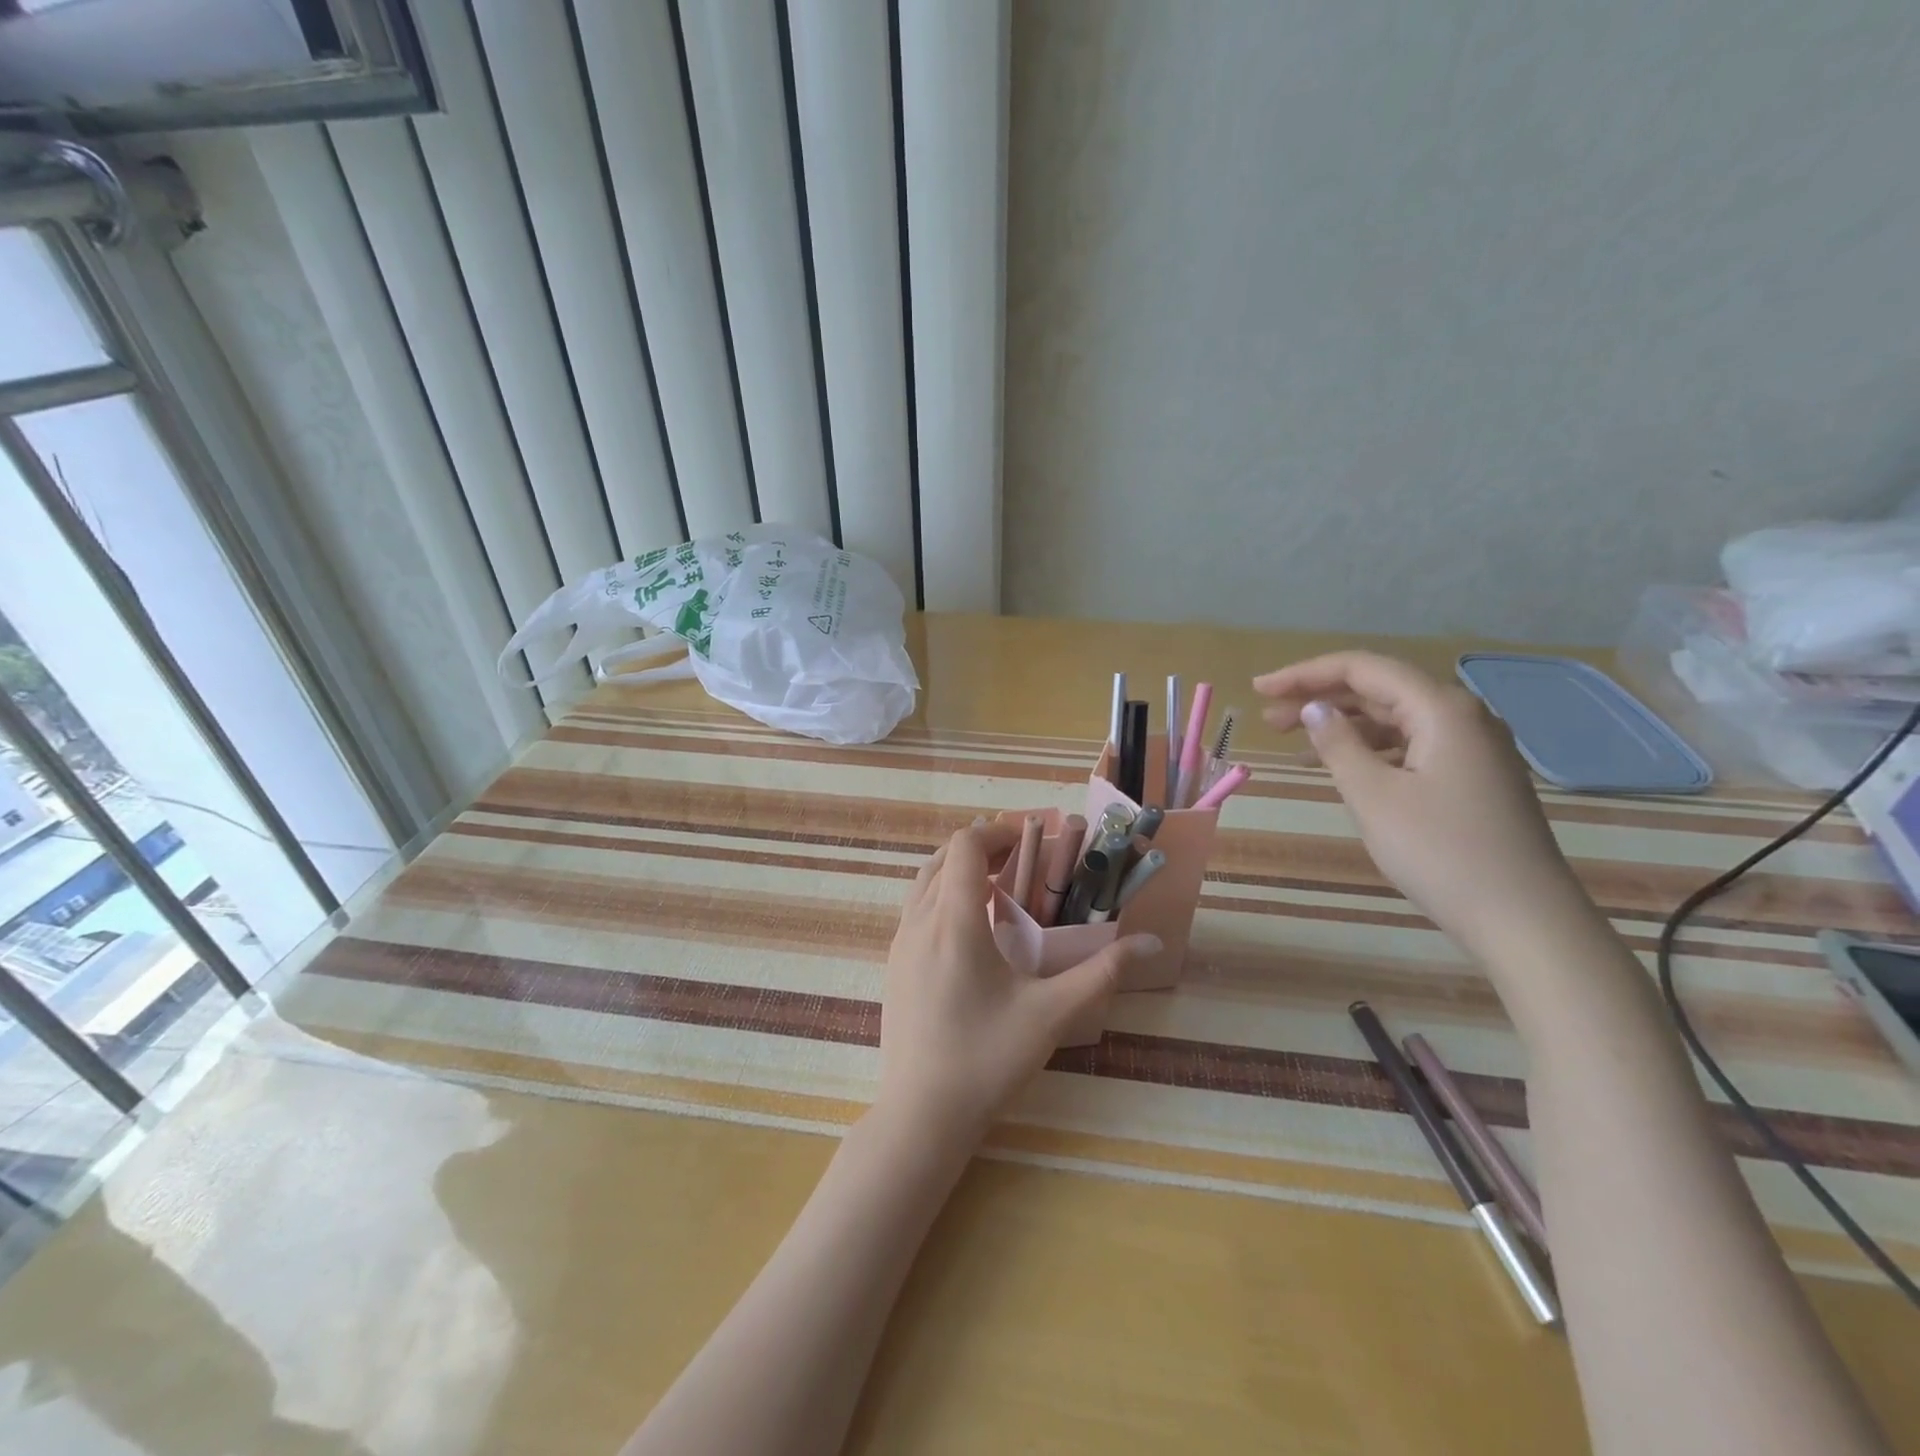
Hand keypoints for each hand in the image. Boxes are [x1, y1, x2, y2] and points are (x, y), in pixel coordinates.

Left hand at [879, 821, 1159, 1145]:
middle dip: (982, 847)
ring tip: (997, 885)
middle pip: (943, 858)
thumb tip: (1150, 942)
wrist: (921, 1115)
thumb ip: (1102, 972)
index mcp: (954, 921)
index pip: (966, 846)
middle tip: (1021, 859)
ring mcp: (899, 944)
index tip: (1032, 837)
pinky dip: (942, 895)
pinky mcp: (893, 965)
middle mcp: (919, 922)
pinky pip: (915, 908)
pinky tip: (970, 927)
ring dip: (958, 870)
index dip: (998, 831)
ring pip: (924, 882)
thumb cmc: (988, 1060)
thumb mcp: (1051, 1014)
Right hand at [1254, 652, 1591, 955]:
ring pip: (1395, 719)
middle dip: (1320, 698)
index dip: (1305, 674)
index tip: (1260, 689)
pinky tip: (1342, 767)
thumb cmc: (1440, 852)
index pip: (1362, 669)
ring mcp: (1472, 748)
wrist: (1523, 919)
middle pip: (1380, 690)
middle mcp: (1461, 717)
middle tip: (1267, 716)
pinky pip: (1410, 746)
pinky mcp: (1472, 777)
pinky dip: (1370, 749)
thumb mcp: (1374, 796)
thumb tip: (1315, 709)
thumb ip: (1338, 744)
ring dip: (1343, 725)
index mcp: (1441, 709)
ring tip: (1293, 741)